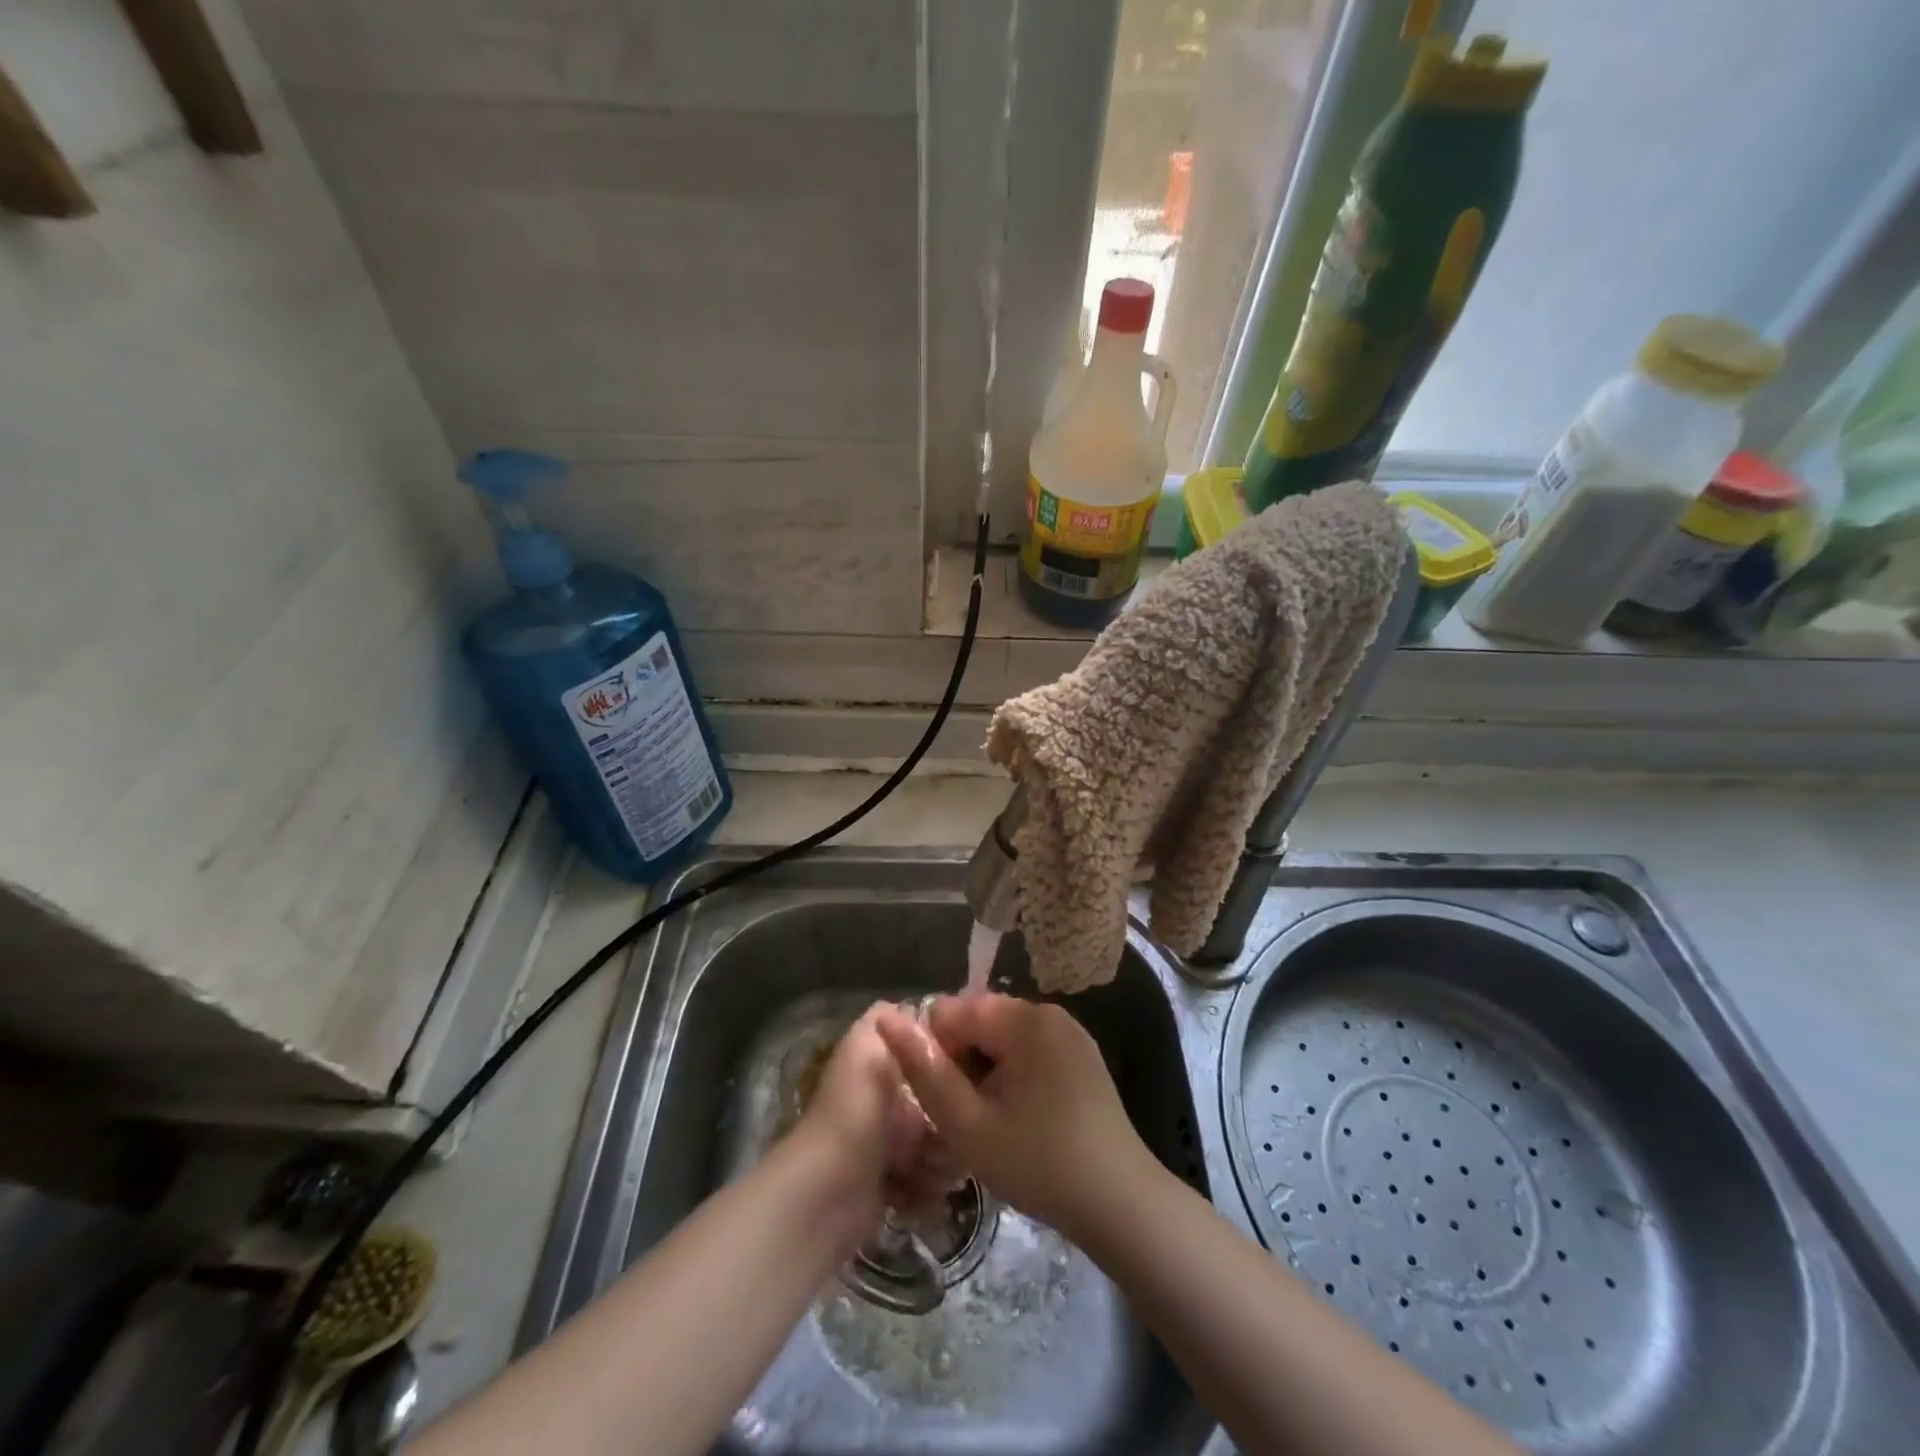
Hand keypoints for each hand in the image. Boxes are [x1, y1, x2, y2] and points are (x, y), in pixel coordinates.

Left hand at [789, 1005, 930, 1243]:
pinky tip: (919, 1192)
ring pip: (940, 1146)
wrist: (828, 1193)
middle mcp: (884, 1101)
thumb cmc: (856, 1112)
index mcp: (879, 1065)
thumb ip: (886, 1018)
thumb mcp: (868, 1048)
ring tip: (932, 1168)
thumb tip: (915, 1007)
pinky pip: (928, 1183)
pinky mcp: (891, 1187)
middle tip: (953, 1134)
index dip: (949, 1064)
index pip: (928, 1057)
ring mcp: (888, 1146)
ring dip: (942, 1160)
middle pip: (940, 1105)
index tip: (971, 1075)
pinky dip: (927, 1190)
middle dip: (951, 1121)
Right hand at [875, 994, 1151, 1239]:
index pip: (953, 1010)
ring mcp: (1070, 1033)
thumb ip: (924, 1070)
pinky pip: (1031, 1050)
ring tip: (993, 1123)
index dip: (936, 1054)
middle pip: (980, 1021)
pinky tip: (1020, 1120)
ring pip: (1004, 1038)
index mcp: (1023, 1018)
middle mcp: (1048, 1012)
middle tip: (968, 1119)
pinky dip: (1014, 1076)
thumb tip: (886, 1019)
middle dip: (963, 1063)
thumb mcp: (968, 1125)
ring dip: (986, 1072)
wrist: (1121, 1203)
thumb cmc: (1039, 1164)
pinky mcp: (1083, 1056)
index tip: (945, 1101)